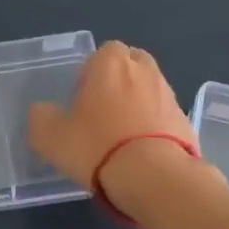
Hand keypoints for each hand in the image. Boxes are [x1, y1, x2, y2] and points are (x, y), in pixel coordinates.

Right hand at [27, 42, 194, 191]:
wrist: (154, 177)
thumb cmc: (96, 146)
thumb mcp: (50, 136)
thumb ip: (41, 117)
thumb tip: (43, 111)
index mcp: (111, 63)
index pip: (104, 51)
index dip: (92, 71)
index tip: (83, 97)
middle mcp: (144, 71)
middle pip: (132, 64)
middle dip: (120, 80)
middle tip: (103, 110)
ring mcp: (169, 96)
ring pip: (150, 90)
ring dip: (138, 104)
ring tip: (122, 136)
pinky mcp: (186, 122)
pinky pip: (164, 116)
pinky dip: (154, 127)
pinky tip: (141, 152)